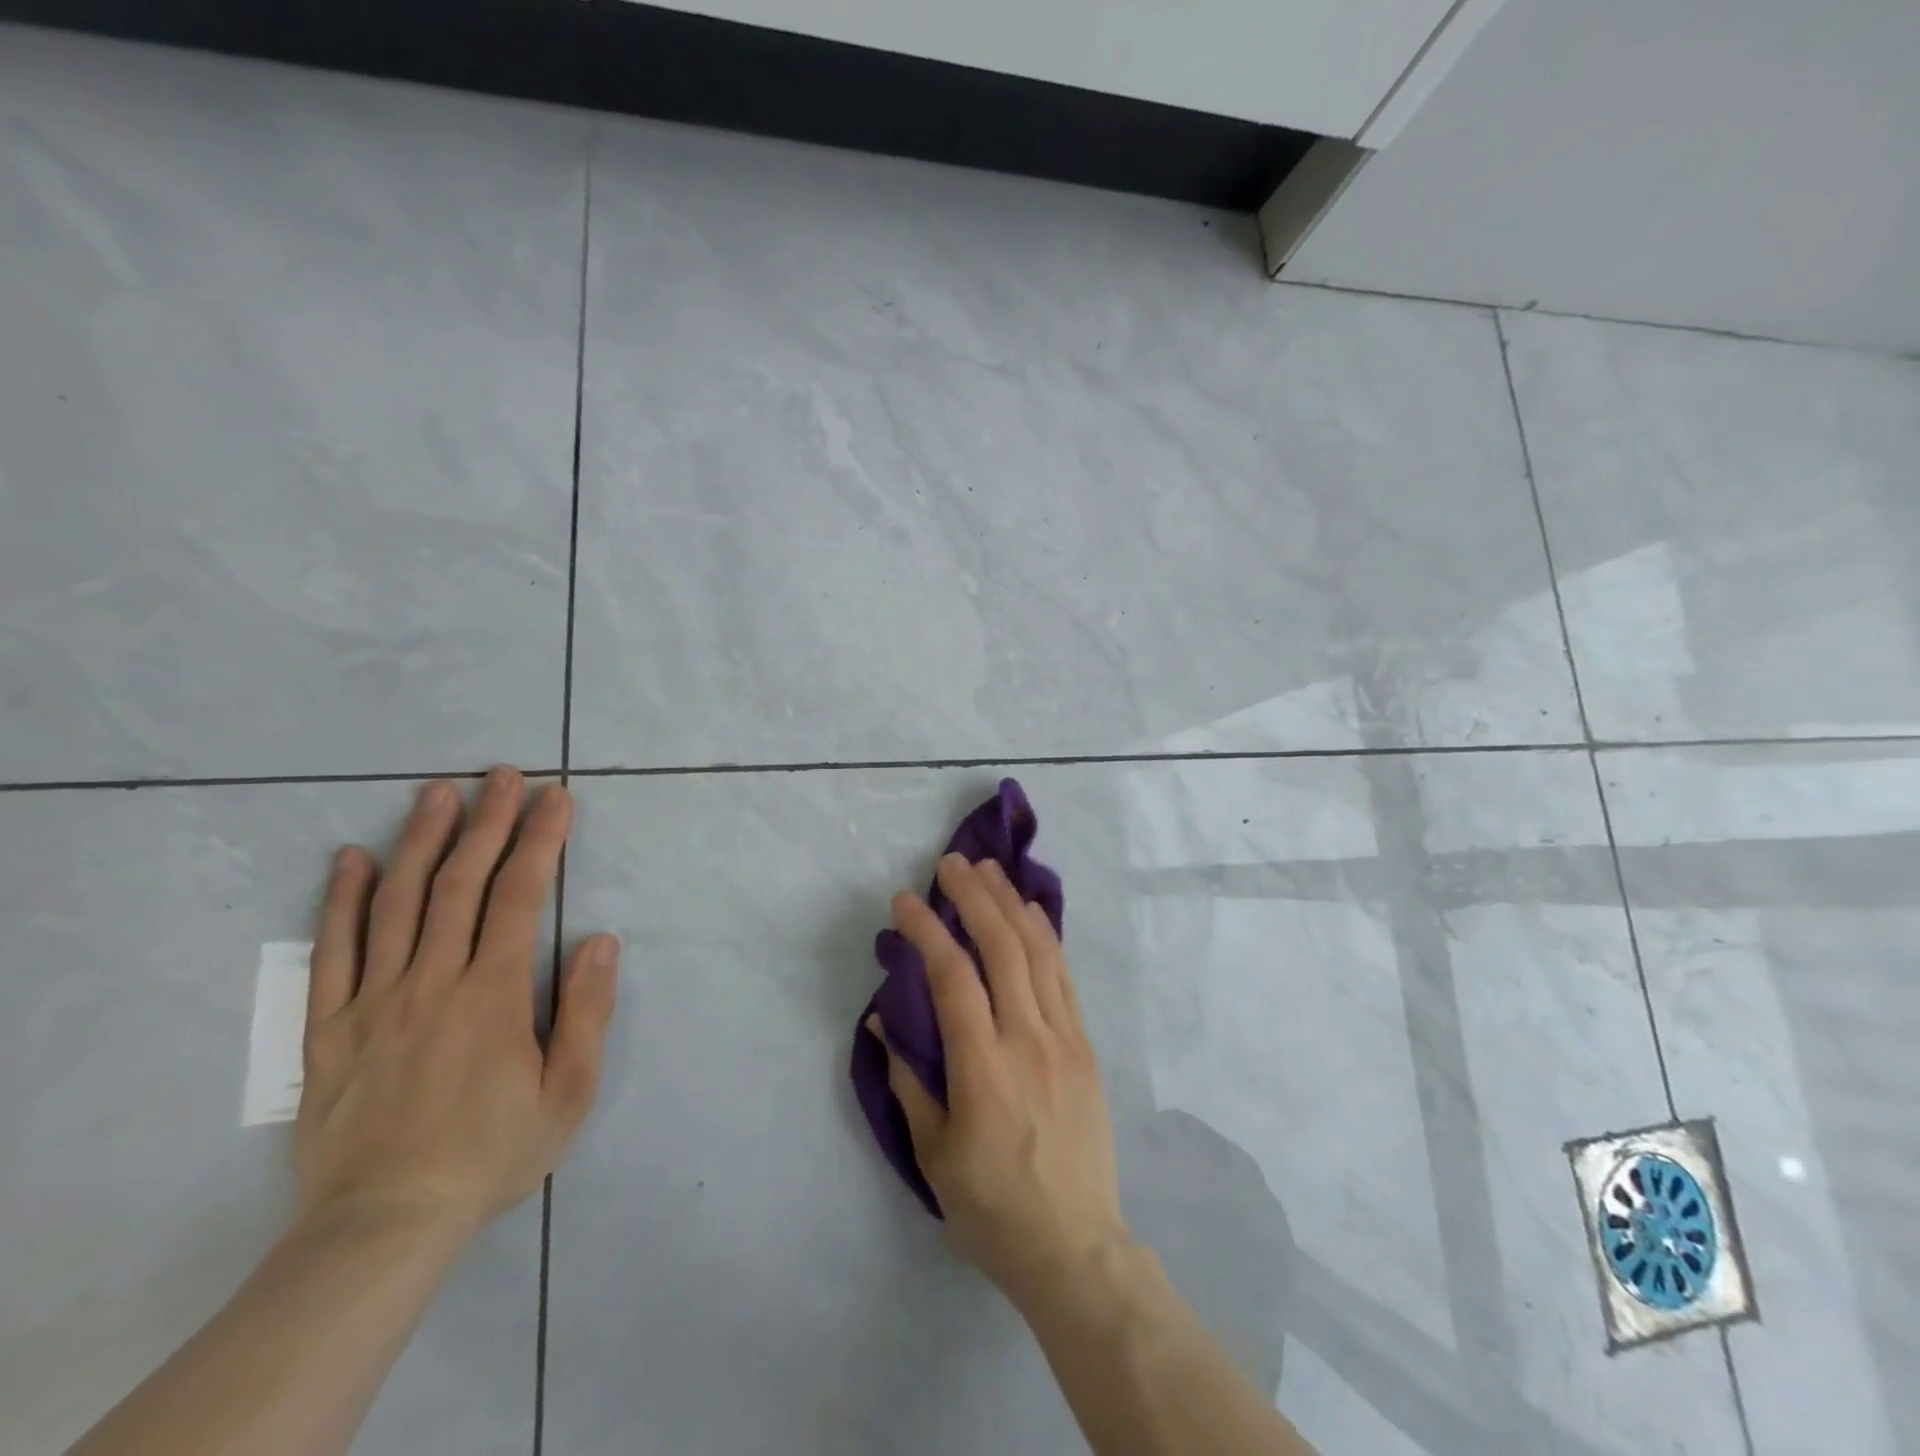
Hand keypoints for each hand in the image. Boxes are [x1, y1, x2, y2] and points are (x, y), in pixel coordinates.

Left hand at [294, 769, 617, 1242]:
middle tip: (503, 774)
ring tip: (438, 792)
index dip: (541, 840)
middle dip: (487, 821)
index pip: (520, 896)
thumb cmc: (492, 1153)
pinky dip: (342, 900)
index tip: (557, 797)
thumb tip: (600, 940)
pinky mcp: (330, 1027)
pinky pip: (332, 953)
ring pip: (397, 903)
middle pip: (460, 883)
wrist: (383, 1226)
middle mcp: (432, 981)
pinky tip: (352, 858)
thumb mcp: (568, 1091)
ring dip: (421, 840)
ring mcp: (374, 1001)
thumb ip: (586, 1011)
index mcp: (492, 994)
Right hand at [869, 854, 1130, 1309]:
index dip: (928, 931)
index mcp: (984, 1070)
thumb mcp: (933, 1155)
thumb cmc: (992, 1208)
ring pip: (1039, 952)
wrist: (1075, 1247)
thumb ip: (908, 1079)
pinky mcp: (1086, 1045)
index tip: (904, 901)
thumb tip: (885, 1018)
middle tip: (951, 863)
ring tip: (990, 870)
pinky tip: (1031, 912)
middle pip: (1003, 948)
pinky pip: (1063, 976)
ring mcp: (1065, 1039)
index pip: (953, 978)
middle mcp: (1029, 1040)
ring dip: (1012, 904)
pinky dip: (1045, 936)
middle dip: (975, 897)